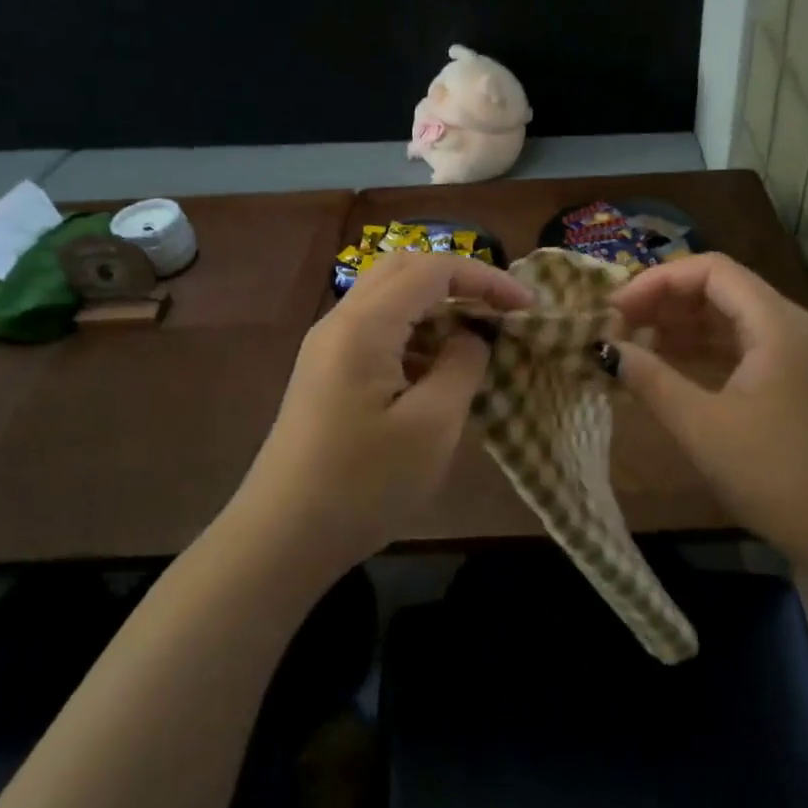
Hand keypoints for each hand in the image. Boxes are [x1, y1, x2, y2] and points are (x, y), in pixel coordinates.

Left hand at [236, 251, 531, 574]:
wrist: (281, 539)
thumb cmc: (362, 484)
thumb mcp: (432, 426)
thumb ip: (462, 365)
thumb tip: (472, 335)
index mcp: (365, 325)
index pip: (433, 269)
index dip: (485, 277)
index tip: (526, 305)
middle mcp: (341, 321)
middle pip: (406, 269)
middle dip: (460, 280)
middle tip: (501, 309)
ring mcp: (328, 345)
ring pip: (390, 296)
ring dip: (437, 304)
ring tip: (477, 337)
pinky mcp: (326, 370)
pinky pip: (378, 328)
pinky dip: (416, 331)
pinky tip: (438, 368)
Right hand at [609, 253, 807, 571]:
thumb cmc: (778, 476)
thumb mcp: (703, 428)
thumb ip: (651, 380)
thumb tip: (606, 349)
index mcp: (775, 323)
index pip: (709, 270)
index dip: (657, 281)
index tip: (616, 310)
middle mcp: (789, 325)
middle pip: (719, 288)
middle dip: (665, 301)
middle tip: (618, 328)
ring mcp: (796, 353)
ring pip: (729, 317)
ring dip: (681, 326)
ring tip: (634, 346)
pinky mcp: (795, 380)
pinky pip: (741, 345)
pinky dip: (703, 349)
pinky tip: (669, 368)